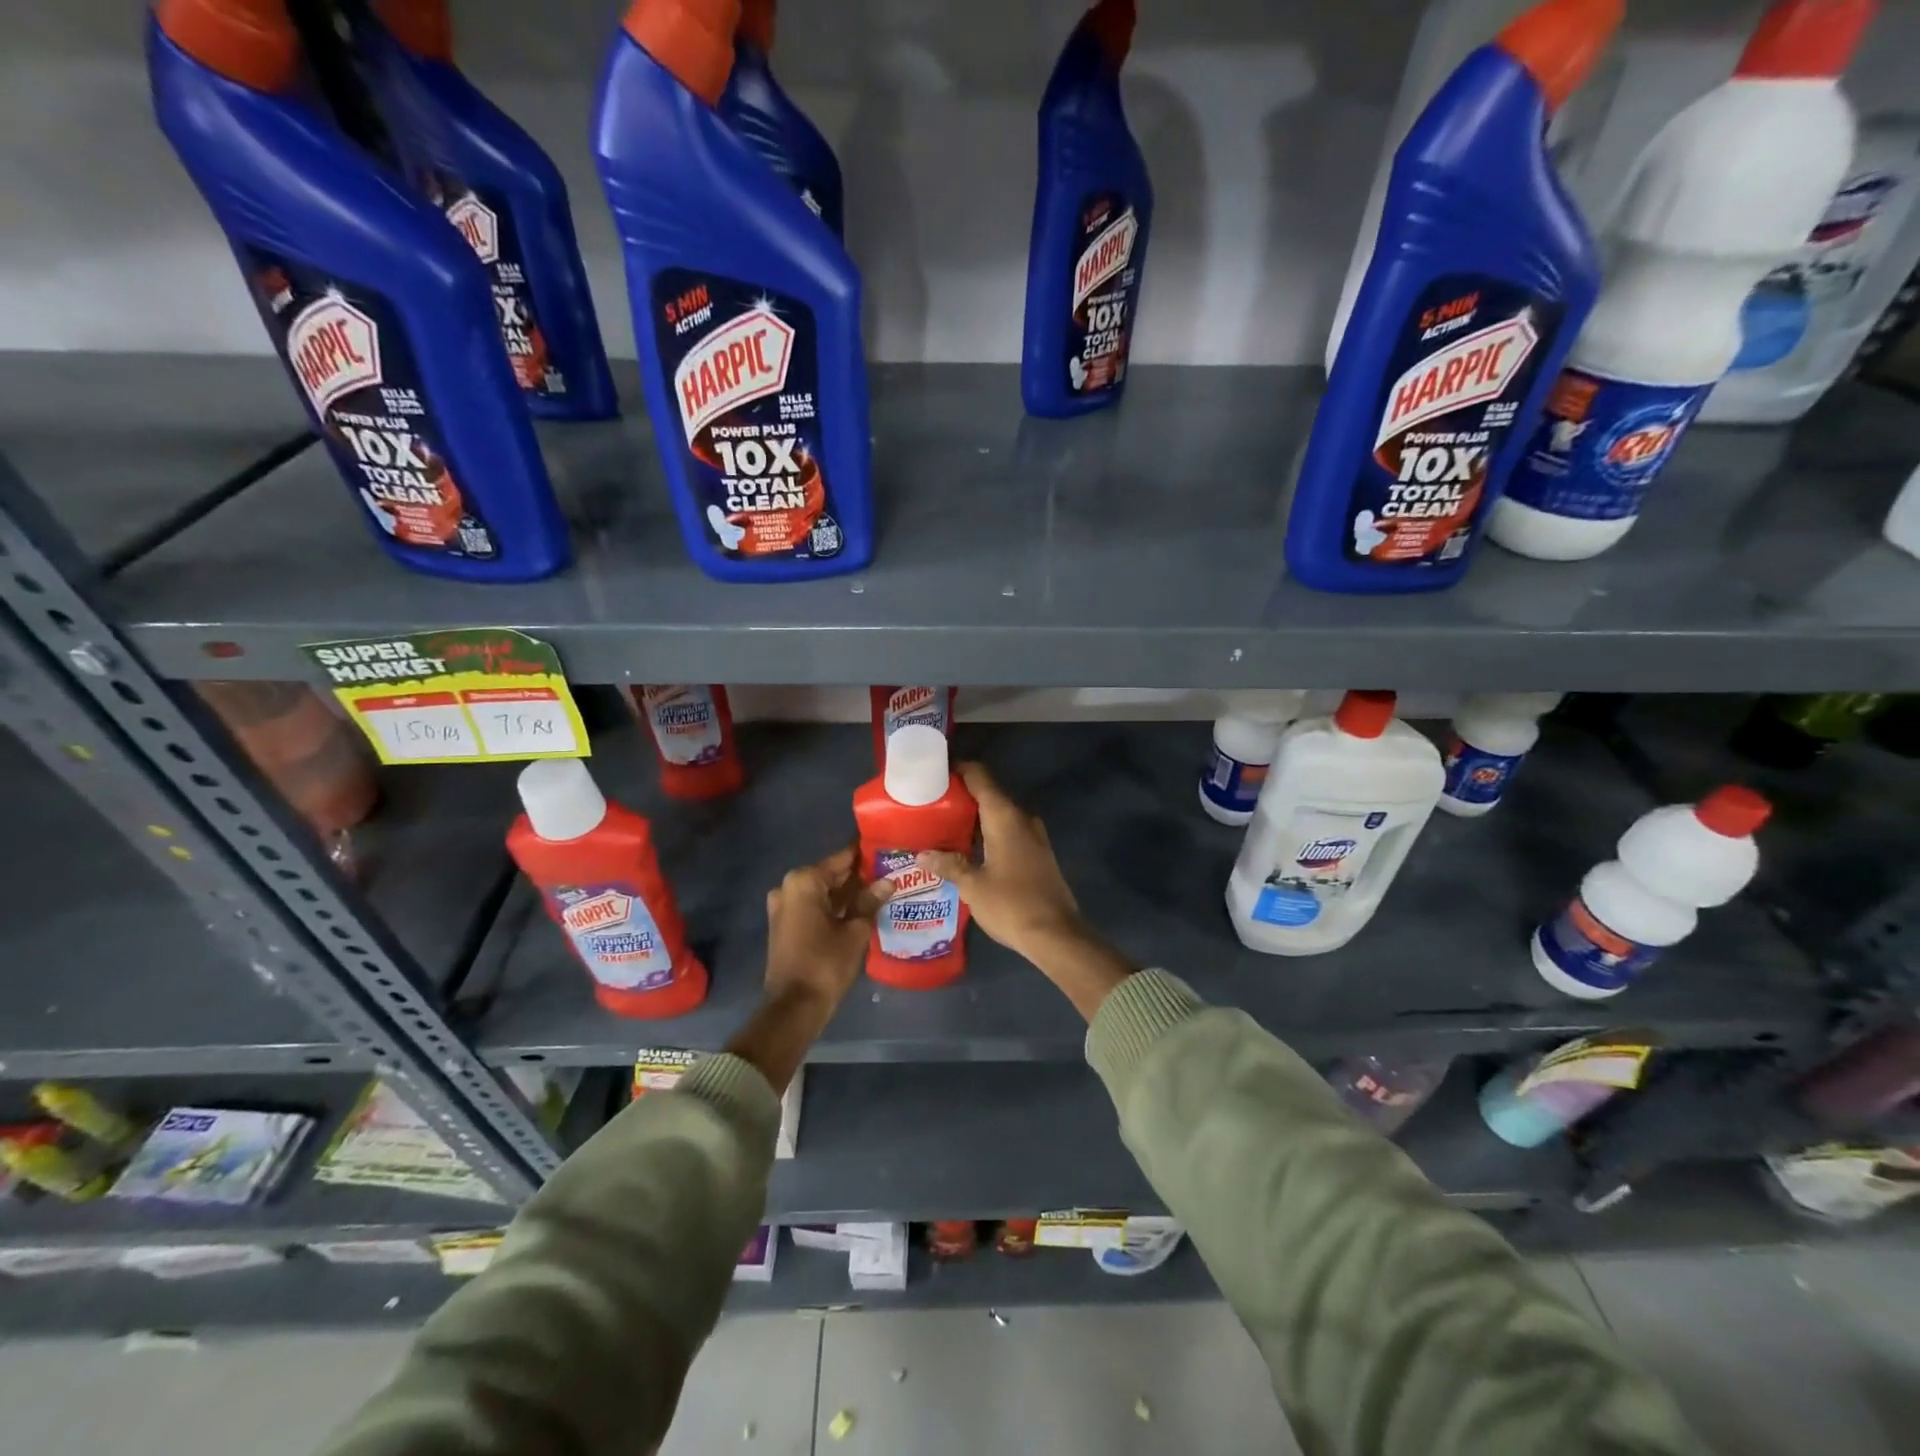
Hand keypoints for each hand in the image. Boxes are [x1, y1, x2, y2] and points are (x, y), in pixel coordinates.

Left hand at [763, 845, 885, 1013]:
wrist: (794, 1007)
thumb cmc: (826, 963)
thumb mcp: (854, 931)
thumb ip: (870, 902)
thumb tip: (888, 882)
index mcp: (804, 881)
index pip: (841, 859)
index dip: (865, 855)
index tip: (887, 850)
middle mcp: (788, 887)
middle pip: (830, 874)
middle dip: (858, 875)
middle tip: (890, 871)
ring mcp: (784, 907)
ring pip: (823, 892)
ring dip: (847, 893)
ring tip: (881, 889)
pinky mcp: (785, 925)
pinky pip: (814, 906)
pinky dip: (834, 906)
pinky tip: (861, 909)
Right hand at [916, 762, 1082, 959]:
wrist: (1056, 934)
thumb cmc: (1011, 904)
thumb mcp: (973, 885)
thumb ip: (949, 864)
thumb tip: (922, 854)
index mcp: (1004, 816)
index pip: (979, 776)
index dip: (957, 769)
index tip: (934, 771)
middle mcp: (1021, 818)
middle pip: (988, 794)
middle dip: (961, 796)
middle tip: (930, 803)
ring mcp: (1033, 835)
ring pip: (999, 814)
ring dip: (975, 817)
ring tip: (943, 825)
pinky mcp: (1038, 853)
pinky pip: (1009, 831)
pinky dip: (988, 832)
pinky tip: (968, 847)